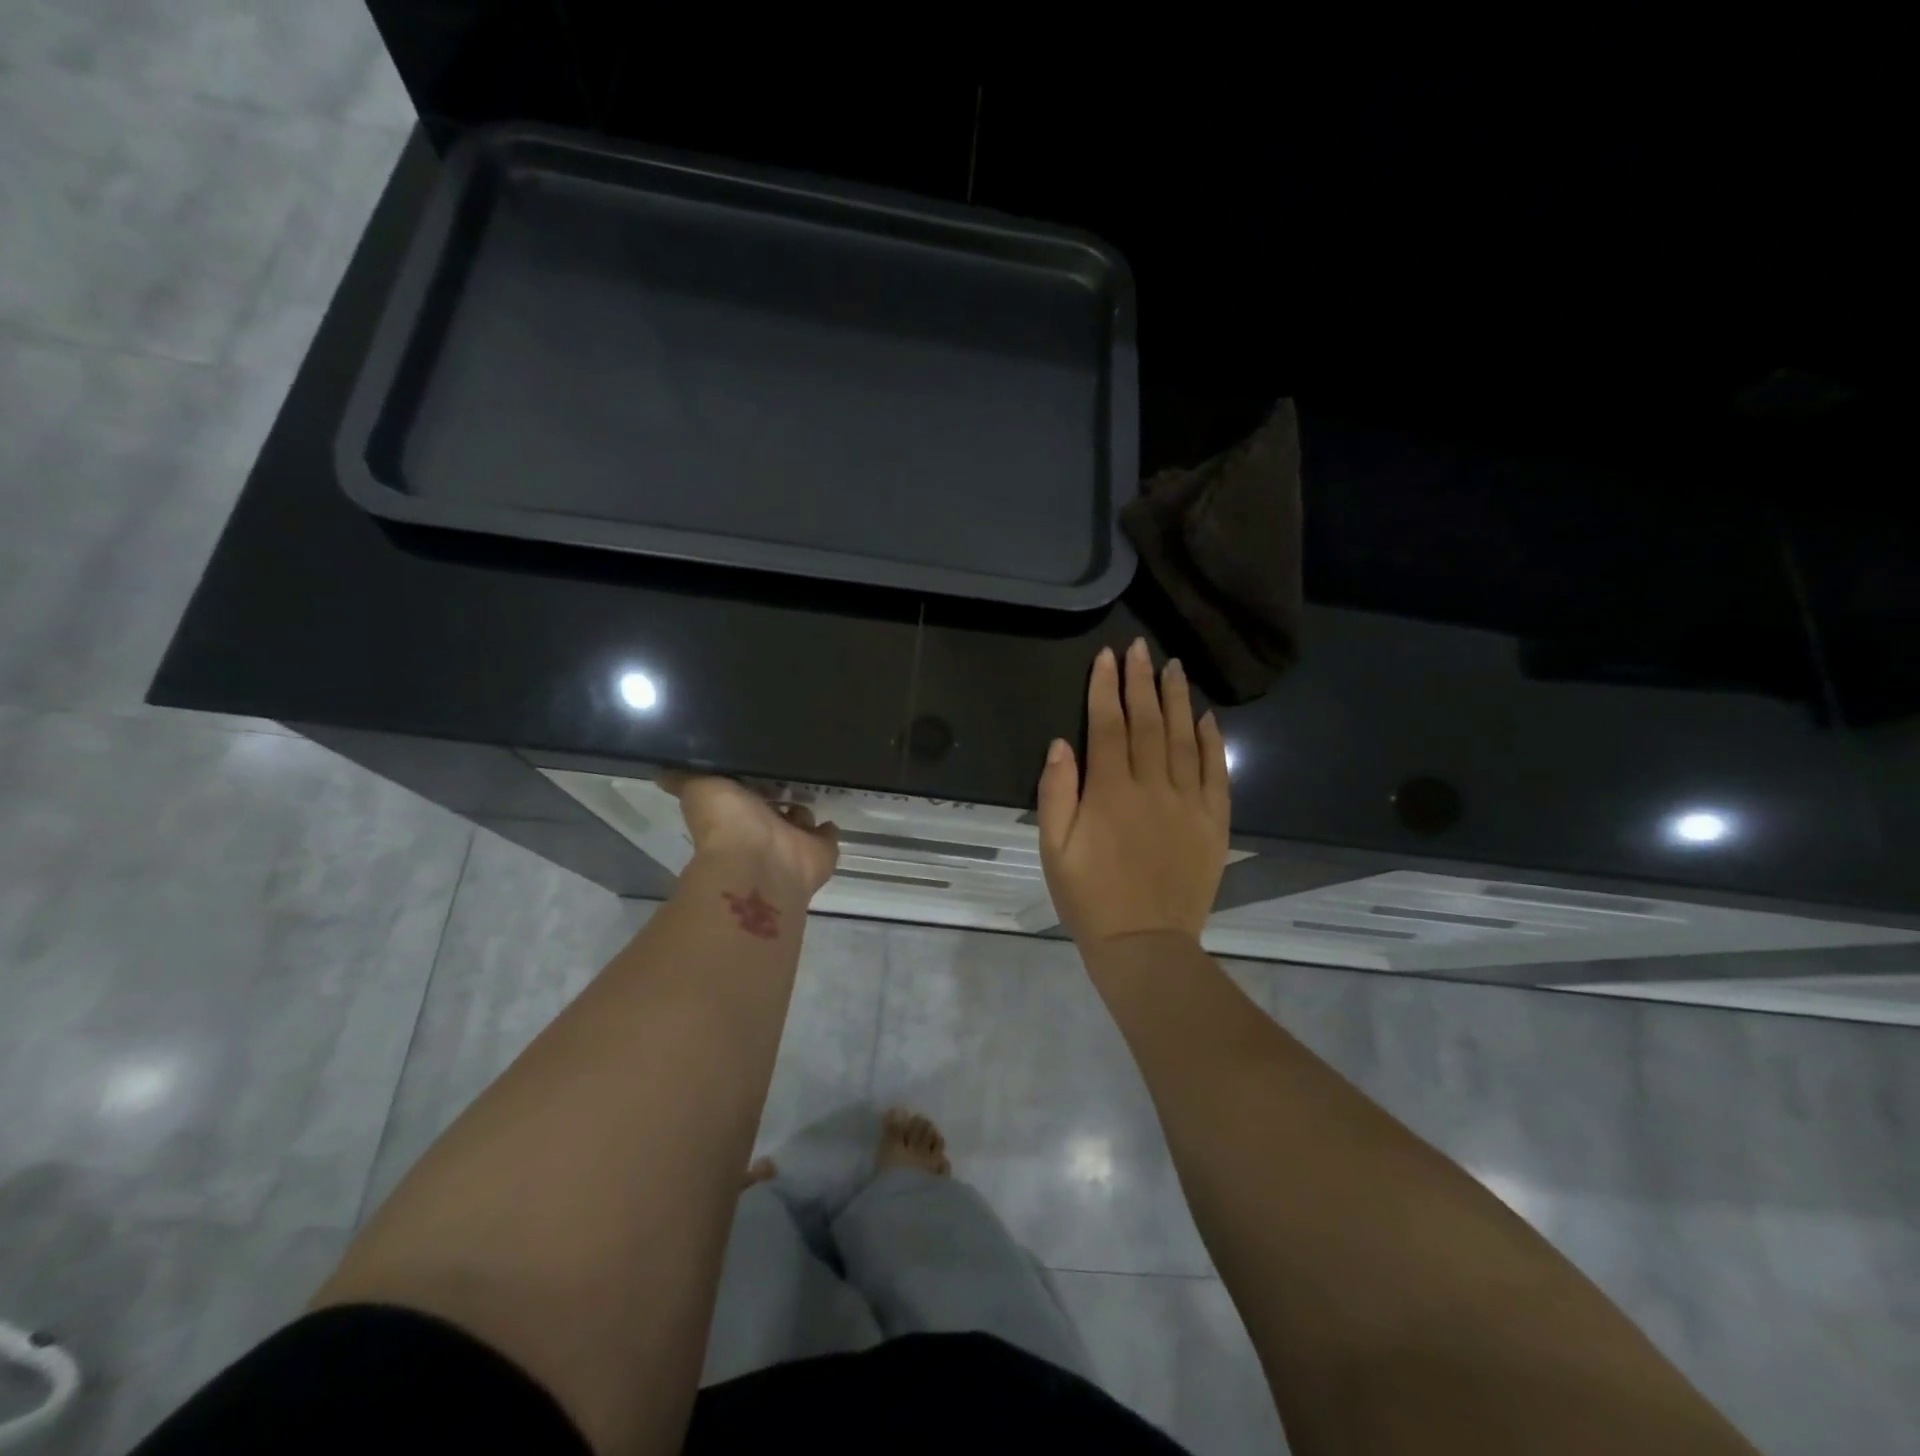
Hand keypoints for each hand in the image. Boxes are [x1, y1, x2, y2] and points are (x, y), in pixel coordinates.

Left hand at [663, 775, 839, 900]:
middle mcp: (763, 828)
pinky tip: (830, 816)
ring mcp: (793, 842)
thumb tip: (660, 771)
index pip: (744, 791)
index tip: (759, 756)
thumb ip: (686, 778)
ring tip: (813, 785)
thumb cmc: (728, 824)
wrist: (761, 865)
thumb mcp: (700, 789)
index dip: (749, 778)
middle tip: (793, 766)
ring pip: (800, 819)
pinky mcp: (820, 852)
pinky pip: (827, 836)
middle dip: (780, 791)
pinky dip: (828, 830)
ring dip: (803, 809)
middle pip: (773, 806)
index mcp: (736, 812)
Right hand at [1037, 639, 1230, 944]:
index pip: (1108, 726)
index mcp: (1110, 792)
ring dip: (1177, 700)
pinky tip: (1208, 717)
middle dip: (1141, 681)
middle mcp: (1153, 788)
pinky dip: (1213, 742)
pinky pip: (1217, 773)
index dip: (1105, 688)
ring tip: (1173, 667)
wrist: (1145, 944)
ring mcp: (1189, 804)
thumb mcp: (1054, 849)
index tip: (1107, 657)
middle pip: (1148, 723)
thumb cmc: (1089, 897)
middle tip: (1140, 647)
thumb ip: (1056, 793)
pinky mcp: (1213, 823)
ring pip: (1185, 739)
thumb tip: (1061, 744)